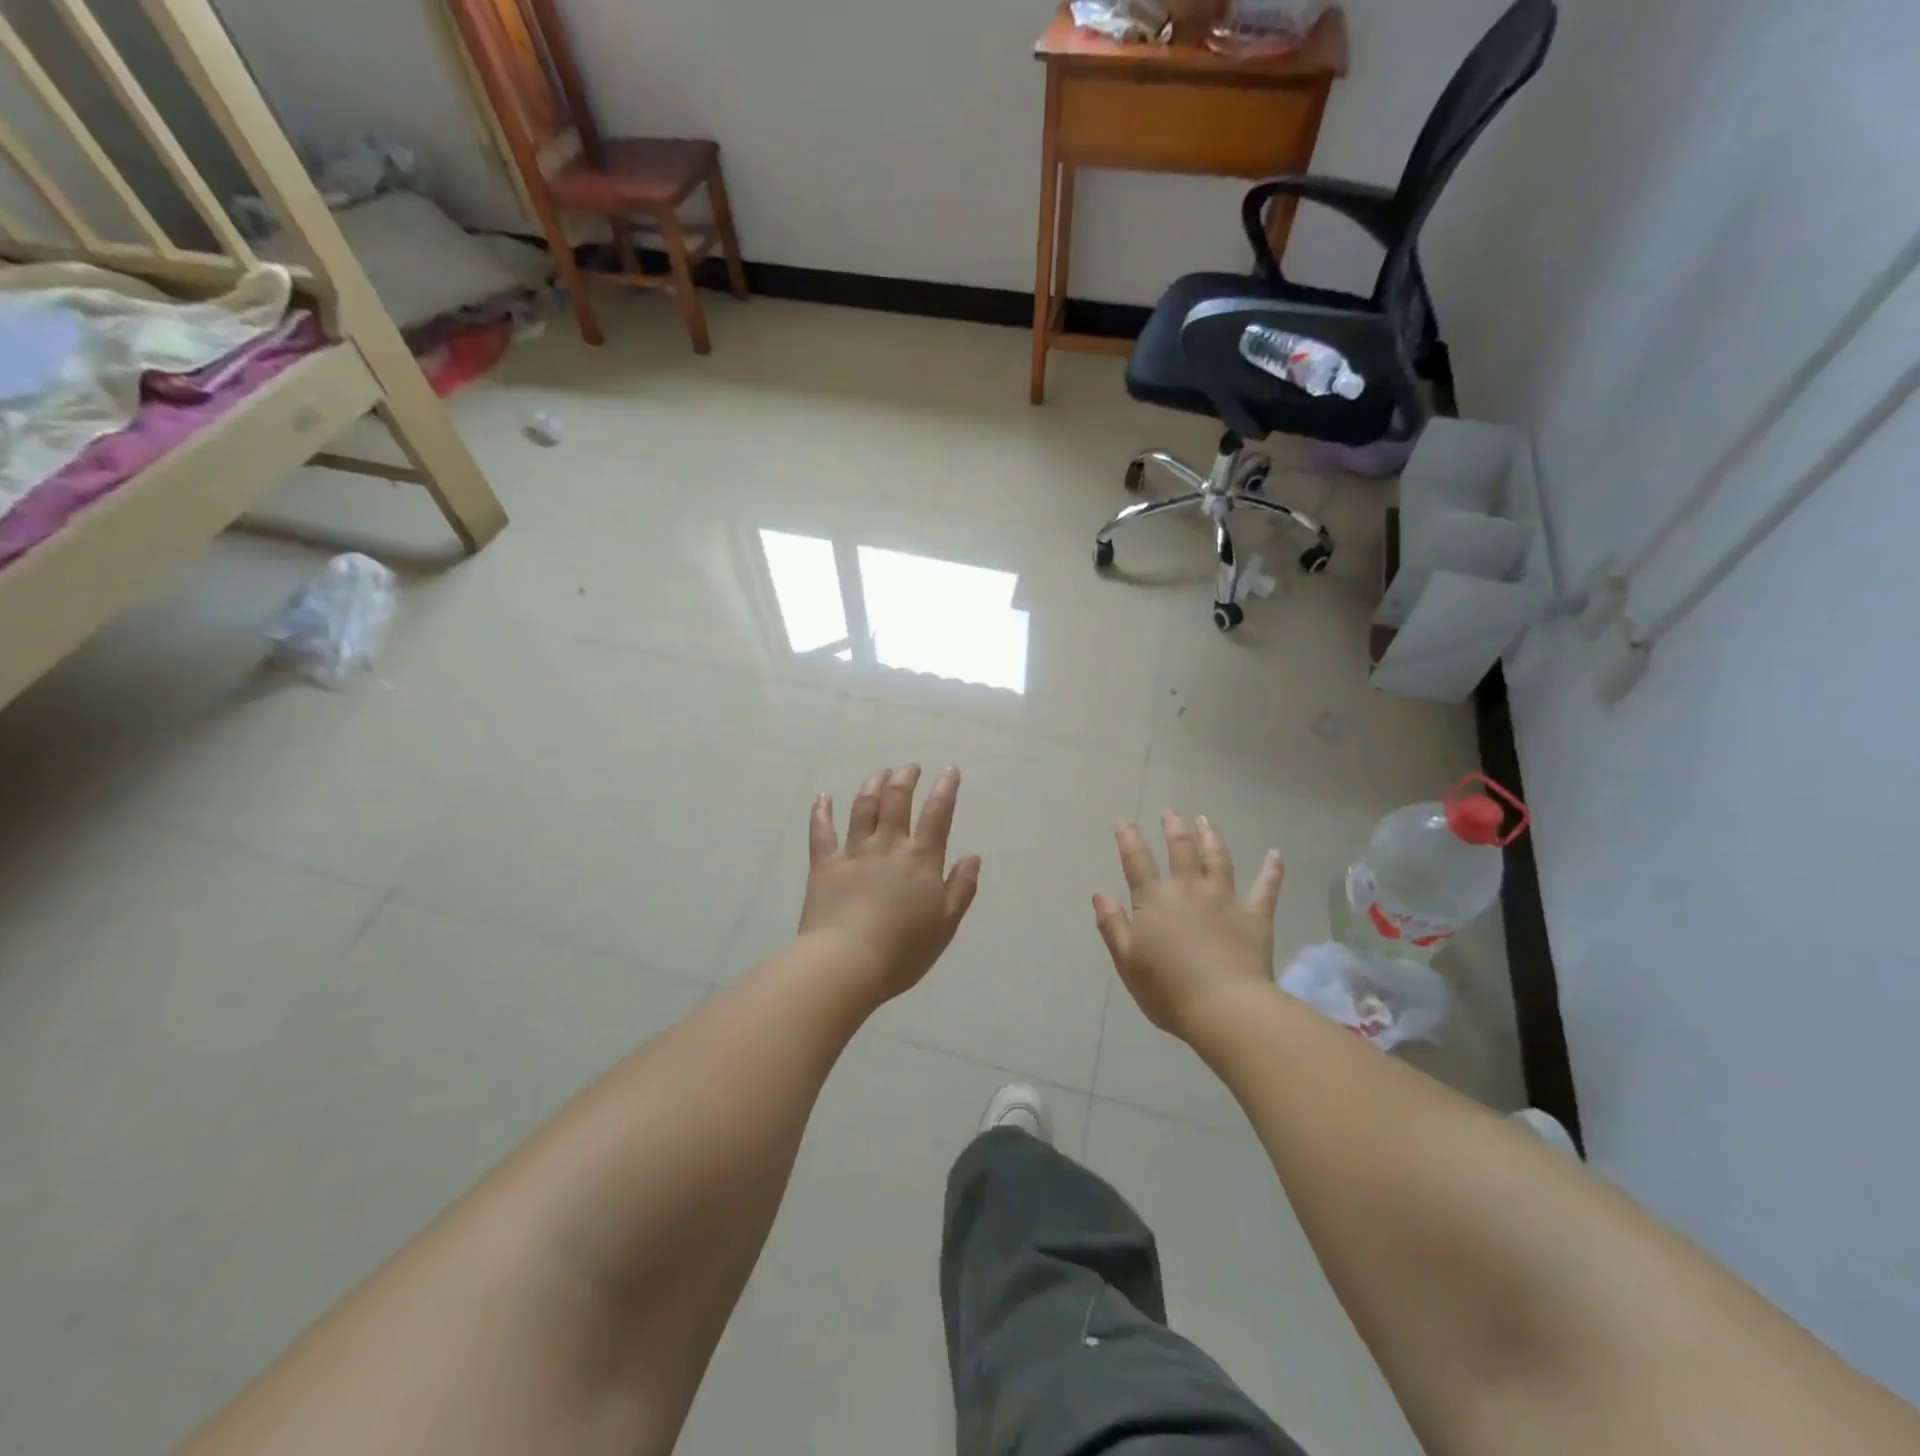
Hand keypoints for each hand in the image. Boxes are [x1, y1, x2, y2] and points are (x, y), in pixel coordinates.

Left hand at [798, 764, 980, 1004]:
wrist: (847, 963)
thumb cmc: (903, 950)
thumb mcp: (945, 924)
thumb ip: (961, 888)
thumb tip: (973, 857)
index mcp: (921, 860)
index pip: (937, 815)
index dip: (945, 789)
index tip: (949, 770)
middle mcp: (888, 846)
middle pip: (897, 801)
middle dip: (905, 778)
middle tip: (910, 768)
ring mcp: (854, 852)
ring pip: (863, 808)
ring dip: (873, 785)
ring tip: (880, 773)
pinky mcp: (824, 865)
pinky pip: (822, 832)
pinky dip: (821, 812)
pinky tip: (823, 797)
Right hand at [1093, 812, 1284, 1041]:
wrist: (1224, 1008)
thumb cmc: (1168, 990)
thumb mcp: (1127, 961)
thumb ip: (1112, 925)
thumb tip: (1099, 895)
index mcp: (1154, 901)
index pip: (1137, 862)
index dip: (1128, 840)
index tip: (1124, 822)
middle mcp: (1188, 890)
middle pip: (1181, 849)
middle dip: (1174, 827)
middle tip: (1171, 811)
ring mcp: (1224, 899)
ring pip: (1218, 859)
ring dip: (1211, 837)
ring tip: (1206, 820)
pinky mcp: (1255, 916)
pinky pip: (1266, 888)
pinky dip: (1271, 870)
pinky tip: (1275, 854)